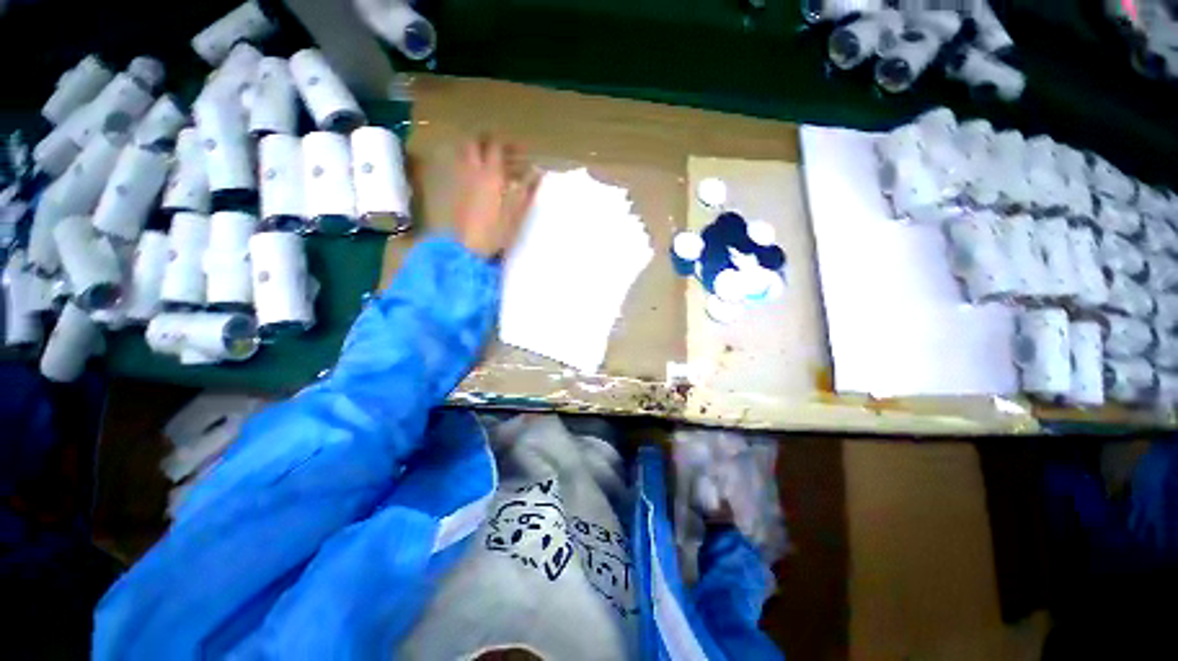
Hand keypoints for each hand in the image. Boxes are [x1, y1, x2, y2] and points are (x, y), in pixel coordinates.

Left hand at [454, 135, 539, 257]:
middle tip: (503, 152)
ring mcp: (460, 180)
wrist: (466, 247)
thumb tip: (537, 172)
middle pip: (475, 143)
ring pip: (465, 155)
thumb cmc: (496, 231)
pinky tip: (483, 181)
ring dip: (478, 153)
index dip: (509, 145)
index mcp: (491, 174)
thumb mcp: (517, 212)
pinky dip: (472, 167)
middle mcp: (473, 171)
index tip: (522, 152)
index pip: (497, 146)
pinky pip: (462, 169)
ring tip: (493, 165)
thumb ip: (528, 189)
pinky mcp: (454, 191)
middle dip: (489, 142)